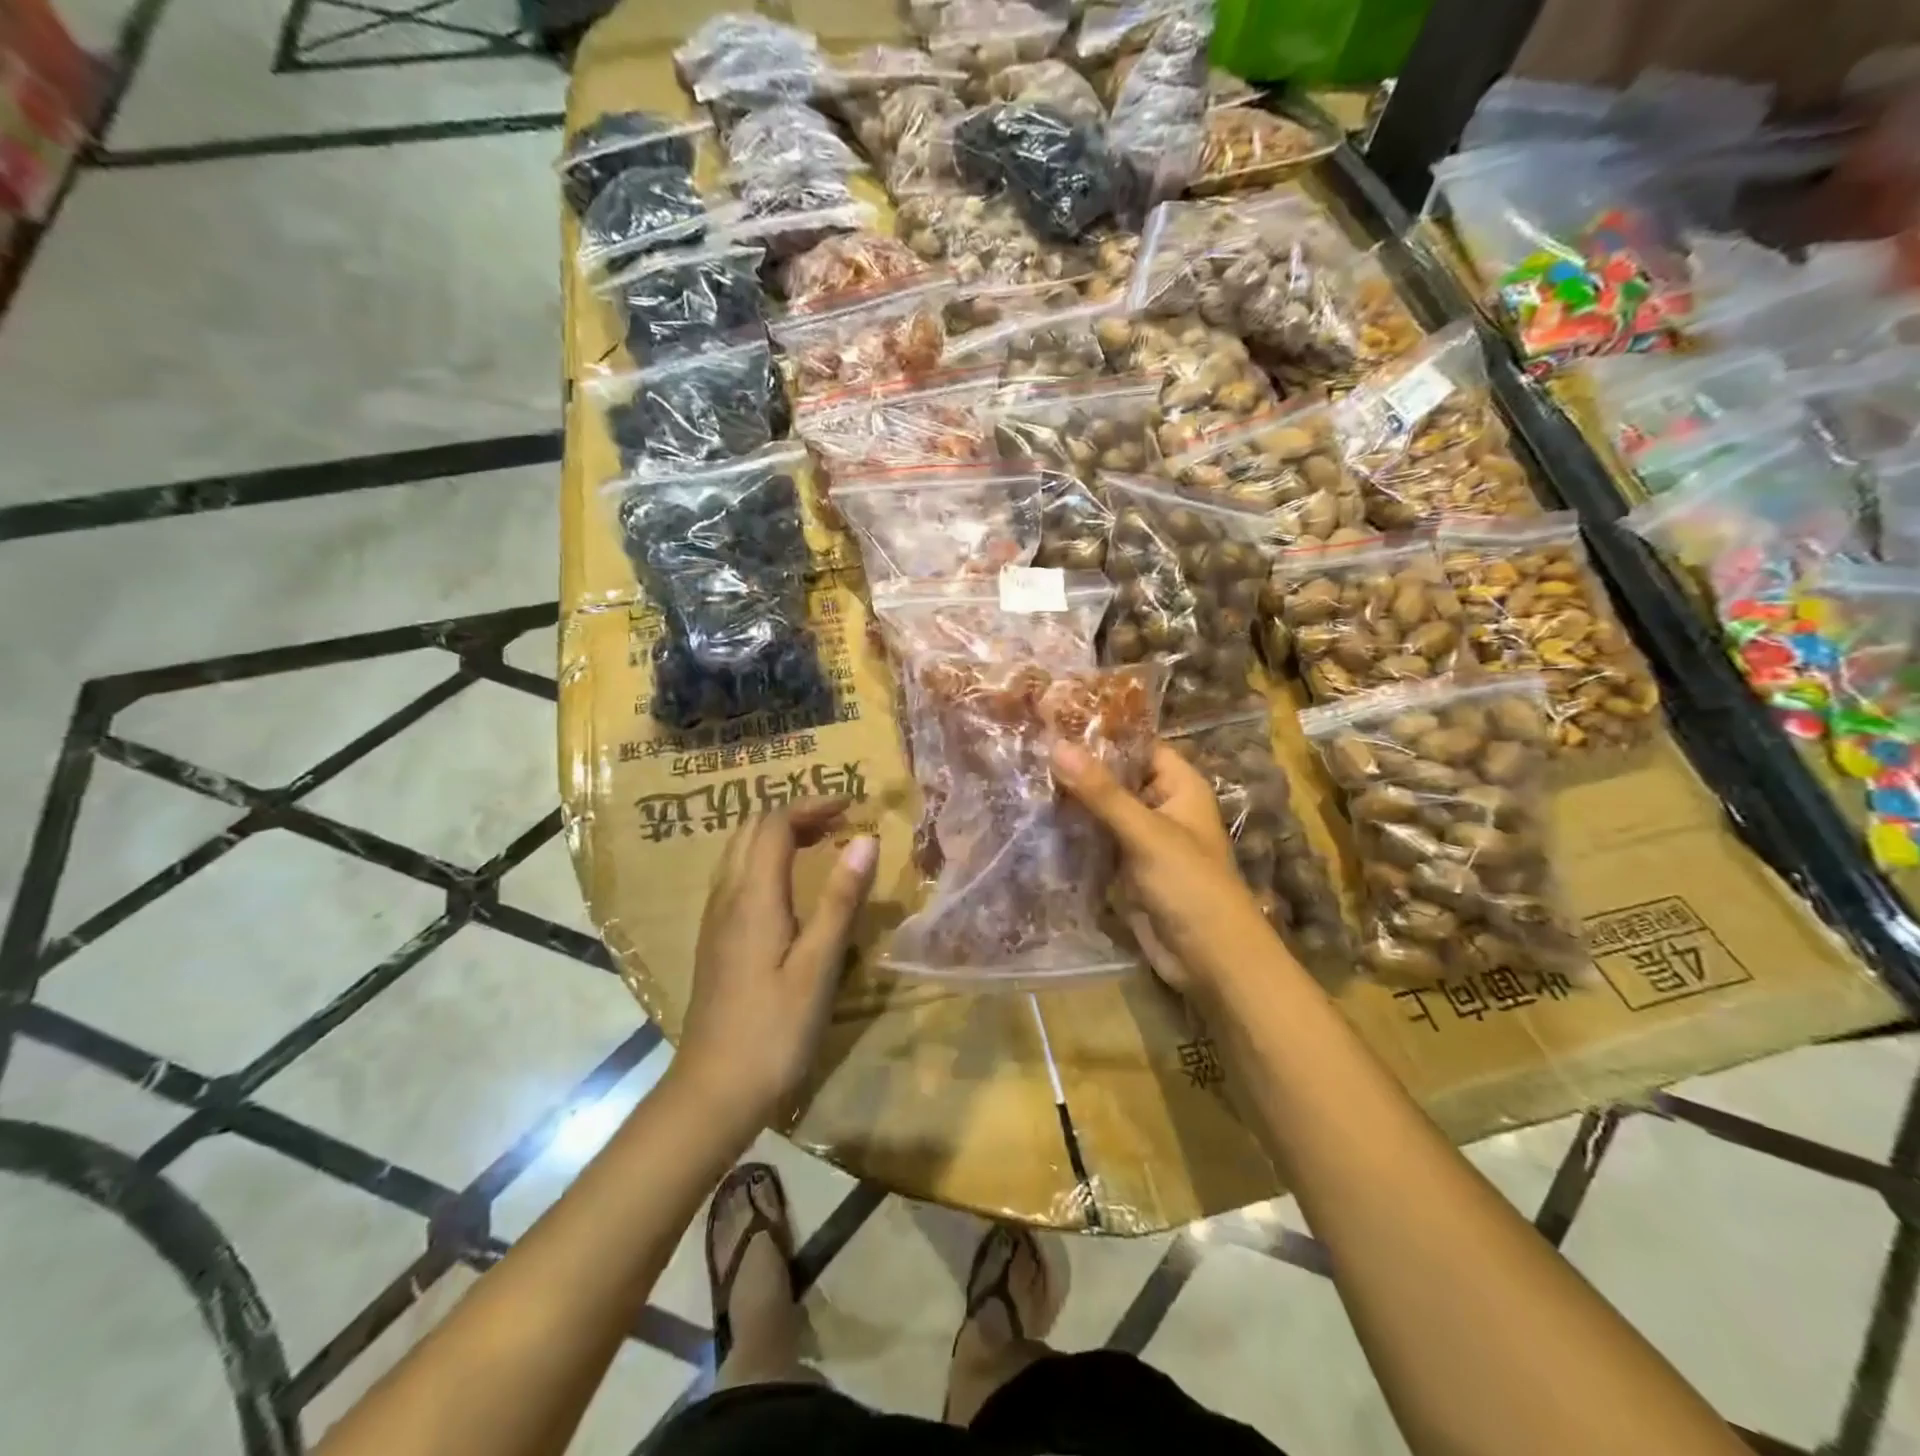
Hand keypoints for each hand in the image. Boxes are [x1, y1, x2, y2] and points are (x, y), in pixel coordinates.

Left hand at [676, 799, 878, 1132]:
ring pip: (738, 852)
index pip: (774, 824)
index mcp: (753, 897)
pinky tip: (790, 886)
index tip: (852, 805)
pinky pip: (736, 877)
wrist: (713, 1092)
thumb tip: (864, 839)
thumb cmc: (774, 1030)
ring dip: (777, 834)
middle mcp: (726, 897)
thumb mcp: (818, 966)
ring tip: (819, 843)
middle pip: (750, 830)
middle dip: (794, 814)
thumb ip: (840, 899)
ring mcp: (715, 919)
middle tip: (838, 821)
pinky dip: (765, 860)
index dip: (811, 805)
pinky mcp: (715, 941)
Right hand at [1052, 741, 1275, 991]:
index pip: (1138, 745)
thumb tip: (1057, 746)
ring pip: (1101, 810)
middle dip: (1078, 768)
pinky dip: (1071, 833)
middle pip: (1116, 777)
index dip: (1102, 732)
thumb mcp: (1146, 832)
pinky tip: (1034, 819)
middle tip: (1027, 747)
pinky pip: (1094, 841)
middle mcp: (1160, 806)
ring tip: (1022, 776)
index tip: (1055, 720)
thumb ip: (1101, 791)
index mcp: (1178, 786)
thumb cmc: (1190, 884)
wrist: (1209, 959)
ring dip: (1070, 801)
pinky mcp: (1124, 869)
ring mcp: (1141, 839)